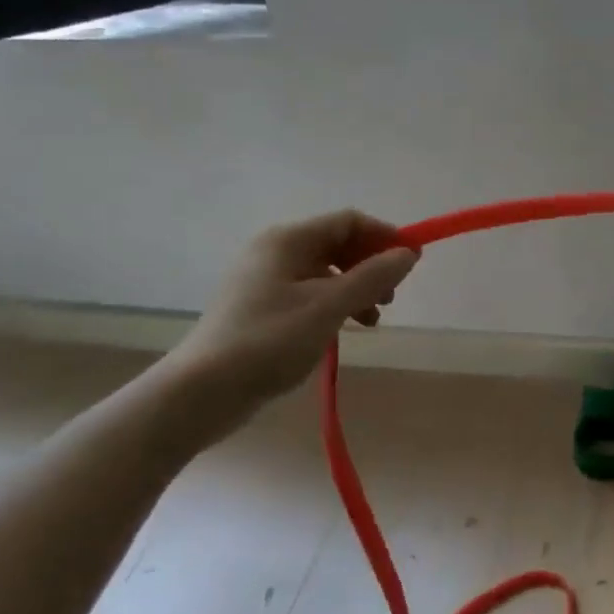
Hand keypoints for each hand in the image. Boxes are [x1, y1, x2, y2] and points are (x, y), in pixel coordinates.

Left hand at [163, 210, 418, 440]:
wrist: (201, 392)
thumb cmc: (269, 341)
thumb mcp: (329, 307)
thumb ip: (373, 277)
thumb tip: (408, 253)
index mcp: (289, 240)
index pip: (349, 221)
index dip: (385, 236)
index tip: (412, 262)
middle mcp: (275, 250)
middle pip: (338, 244)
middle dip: (371, 265)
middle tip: (392, 296)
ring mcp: (264, 279)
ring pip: (325, 271)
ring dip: (356, 288)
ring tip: (372, 320)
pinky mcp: (259, 306)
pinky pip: (308, 292)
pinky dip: (333, 304)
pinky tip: (343, 330)